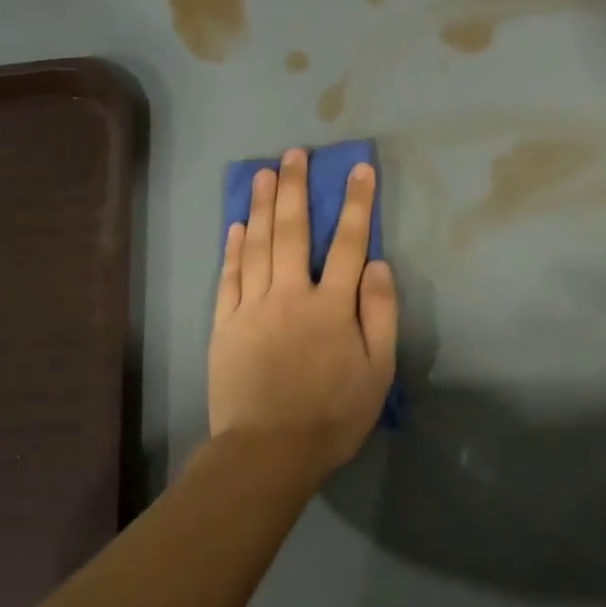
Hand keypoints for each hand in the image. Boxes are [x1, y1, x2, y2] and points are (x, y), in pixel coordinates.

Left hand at [209, 149, 397, 478]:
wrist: (267, 452)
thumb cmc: (333, 415)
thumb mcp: (378, 371)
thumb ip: (381, 313)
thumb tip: (376, 264)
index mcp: (332, 306)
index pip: (349, 243)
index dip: (356, 204)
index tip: (359, 169)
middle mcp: (290, 295)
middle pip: (293, 232)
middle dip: (297, 189)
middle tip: (296, 154)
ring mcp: (252, 308)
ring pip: (257, 246)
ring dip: (262, 206)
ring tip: (265, 173)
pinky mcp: (224, 325)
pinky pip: (228, 277)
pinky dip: (233, 248)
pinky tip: (237, 225)